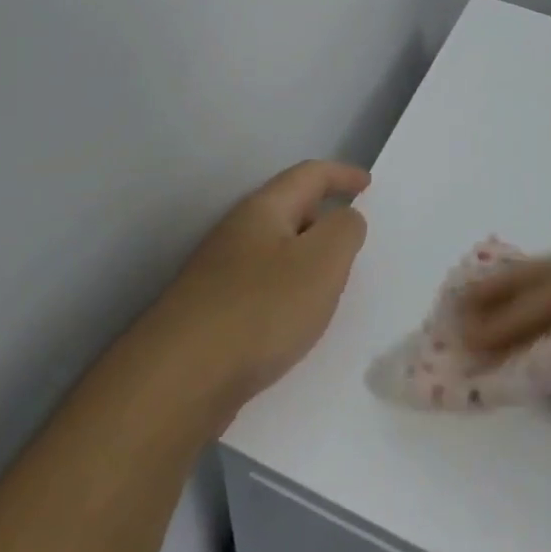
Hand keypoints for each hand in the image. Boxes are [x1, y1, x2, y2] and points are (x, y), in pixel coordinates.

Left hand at [152, 160, 370, 406]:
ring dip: (307, 255)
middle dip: (324, 215)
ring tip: (334, 279)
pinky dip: (289, 287)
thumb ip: (344, 231)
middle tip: (355, 236)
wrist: (182, 376)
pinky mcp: (214, 308)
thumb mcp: (321, 262)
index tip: (368, 184)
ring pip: (276, 249)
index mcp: (264, 210)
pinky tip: (297, 317)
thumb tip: (345, 217)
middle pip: (289, 209)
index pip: (308, 175)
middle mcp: (238, 232)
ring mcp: (220, 271)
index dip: (342, 175)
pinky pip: (263, 283)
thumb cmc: (261, 309)